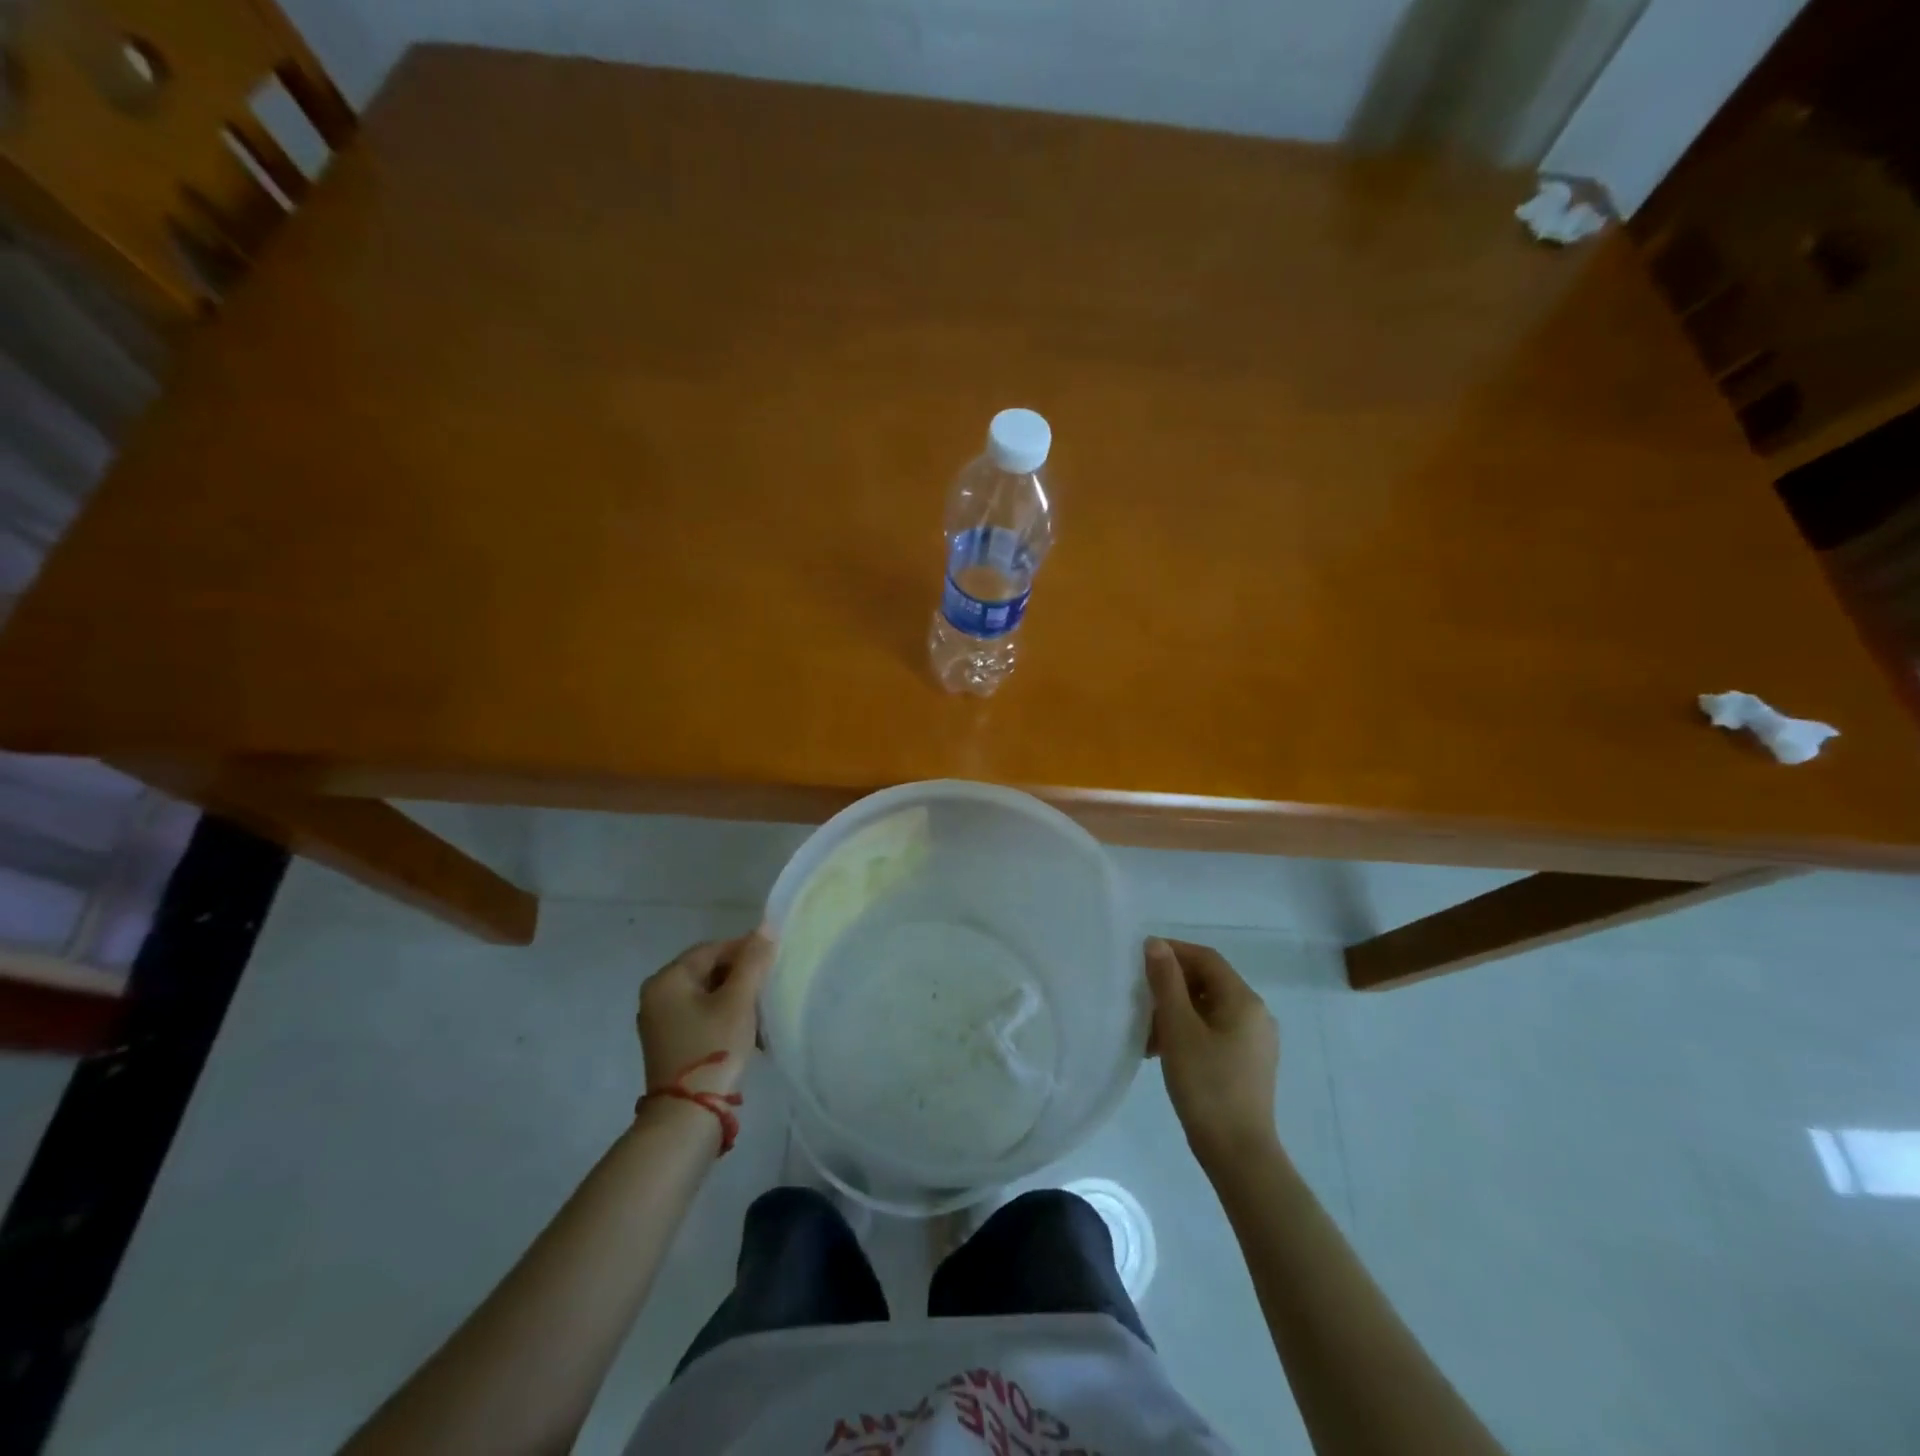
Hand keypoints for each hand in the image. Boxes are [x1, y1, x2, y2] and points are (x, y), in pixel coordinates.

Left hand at [637, 930, 773, 1098]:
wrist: (687, 1116)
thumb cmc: (713, 1047)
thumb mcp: (739, 1001)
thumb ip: (753, 961)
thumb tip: (766, 927)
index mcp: (667, 979)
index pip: (712, 949)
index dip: (745, 951)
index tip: (773, 963)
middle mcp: (656, 995)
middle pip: (708, 971)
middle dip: (741, 978)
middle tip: (768, 990)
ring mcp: (659, 1022)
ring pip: (706, 995)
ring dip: (735, 1000)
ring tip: (761, 1014)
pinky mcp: (669, 1044)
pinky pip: (700, 1016)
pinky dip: (723, 1018)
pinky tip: (746, 1033)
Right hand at [1145, 937, 1279, 1167]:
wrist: (1238, 1153)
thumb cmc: (1206, 1085)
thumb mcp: (1178, 1028)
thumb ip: (1166, 982)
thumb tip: (1156, 944)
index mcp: (1243, 1000)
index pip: (1206, 958)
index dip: (1172, 951)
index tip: (1139, 959)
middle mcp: (1255, 1014)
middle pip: (1209, 982)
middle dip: (1171, 984)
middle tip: (1139, 996)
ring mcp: (1254, 1041)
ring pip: (1209, 1008)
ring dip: (1176, 1010)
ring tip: (1146, 1029)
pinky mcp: (1248, 1063)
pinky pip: (1215, 1031)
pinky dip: (1189, 1031)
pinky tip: (1164, 1050)